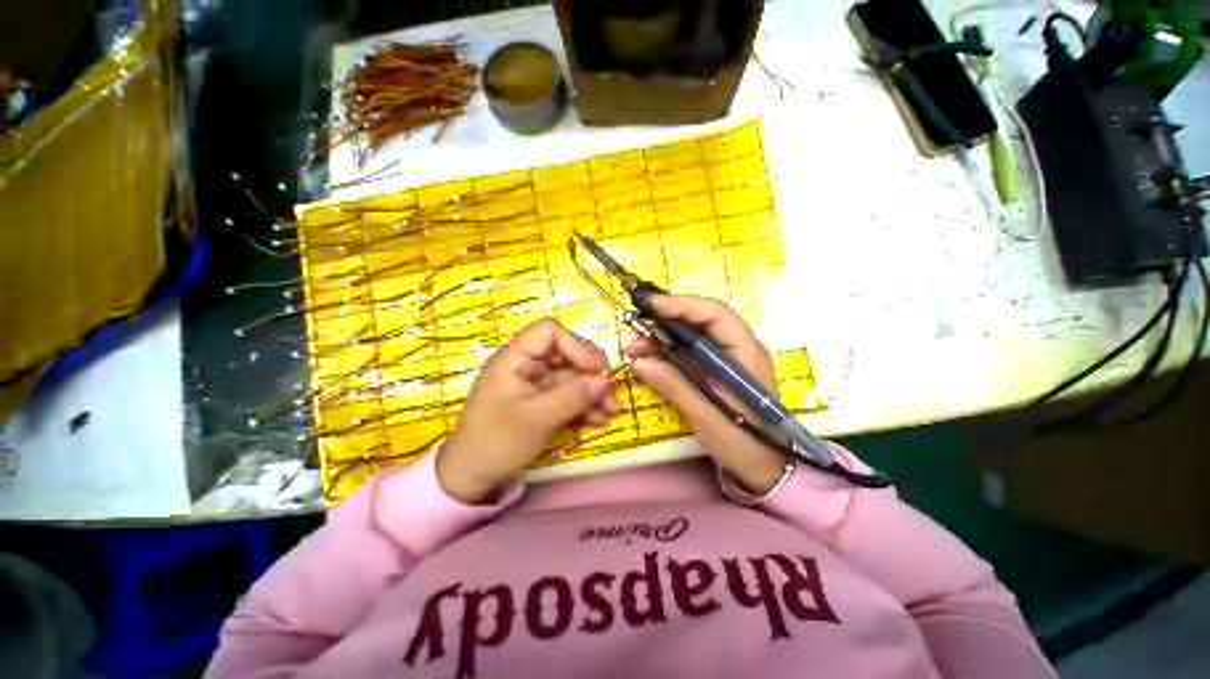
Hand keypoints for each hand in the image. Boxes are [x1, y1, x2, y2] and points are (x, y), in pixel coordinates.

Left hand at [438, 319, 620, 502]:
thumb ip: (573, 397)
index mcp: (515, 358)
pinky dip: (584, 403)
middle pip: (566, 353)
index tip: (595, 369)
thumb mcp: (537, 419)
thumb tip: (606, 381)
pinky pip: (568, 394)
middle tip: (611, 390)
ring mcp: (535, 384)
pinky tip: (598, 418)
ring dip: (593, 390)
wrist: (471, 477)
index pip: (549, 332)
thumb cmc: (497, 442)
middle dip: (592, 371)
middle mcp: (527, 365)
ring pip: (571, 375)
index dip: (575, 345)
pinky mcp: (541, 401)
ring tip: (612, 409)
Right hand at [623, 296, 787, 493]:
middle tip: (636, 328)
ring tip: (635, 348)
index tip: (651, 306)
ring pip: (692, 335)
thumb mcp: (705, 415)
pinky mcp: (715, 370)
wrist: (764, 469)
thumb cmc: (742, 443)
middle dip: (667, 320)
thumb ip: (673, 385)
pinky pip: (689, 352)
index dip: (683, 305)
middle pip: (701, 321)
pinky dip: (667, 352)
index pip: (716, 315)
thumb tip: (638, 361)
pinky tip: (649, 358)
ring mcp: (726, 359)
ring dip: (663, 337)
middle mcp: (737, 349)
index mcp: (746, 354)